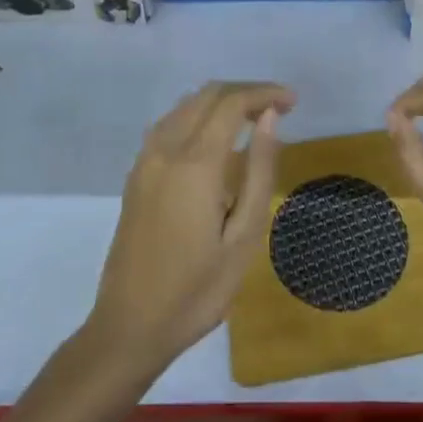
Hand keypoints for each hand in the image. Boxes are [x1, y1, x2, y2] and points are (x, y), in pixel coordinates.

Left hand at [86, 81, 293, 376]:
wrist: (129, 328)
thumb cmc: (197, 290)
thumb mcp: (244, 236)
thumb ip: (259, 171)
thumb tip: (270, 120)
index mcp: (194, 163)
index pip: (232, 103)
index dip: (265, 93)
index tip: (293, 102)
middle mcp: (165, 149)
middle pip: (208, 95)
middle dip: (246, 92)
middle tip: (279, 109)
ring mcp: (145, 161)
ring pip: (186, 105)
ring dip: (221, 101)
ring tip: (254, 120)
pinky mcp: (136, 175)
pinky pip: (170, 124)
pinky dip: (198, 116)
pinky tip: (217, 139)